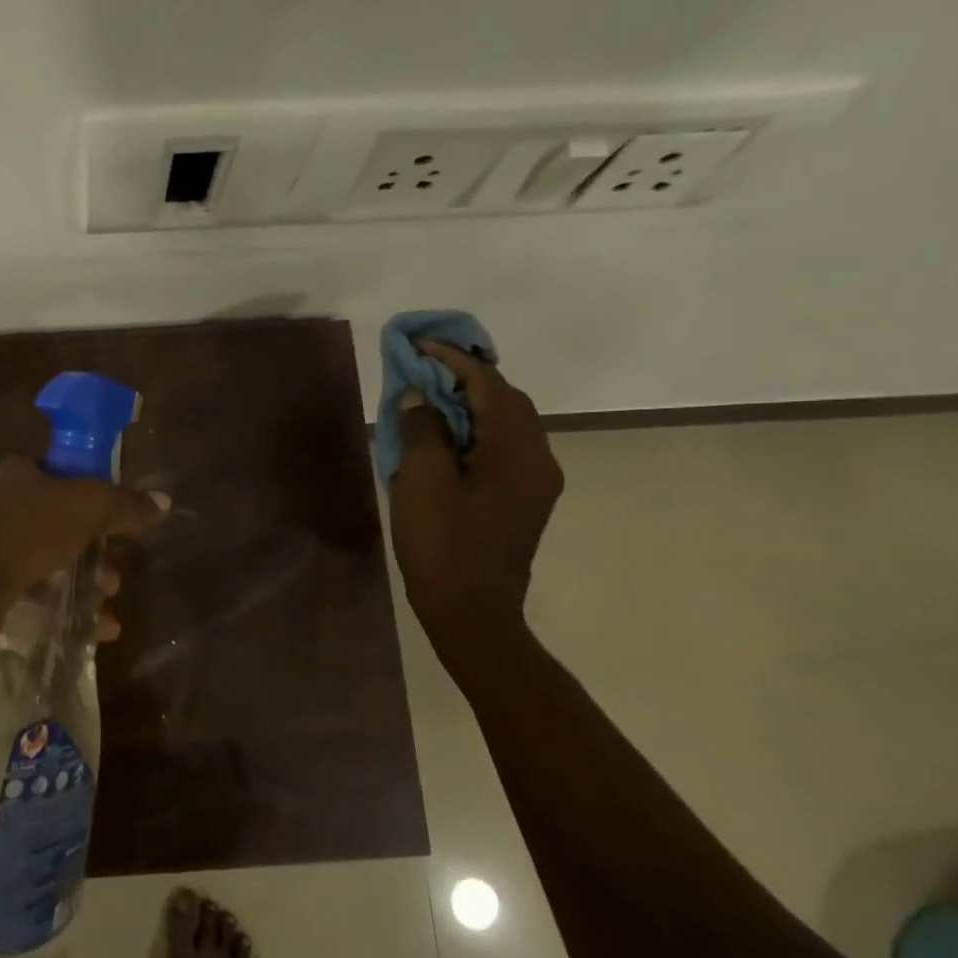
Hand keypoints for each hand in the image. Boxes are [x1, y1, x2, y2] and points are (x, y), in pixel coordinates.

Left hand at [0, 457, 167, 649]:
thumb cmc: (24, 533)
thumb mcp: (86, 508)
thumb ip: (125, 504)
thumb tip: (164, 502)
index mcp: (22, 472)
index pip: (70, 475)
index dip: (102, 497)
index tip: (125, 525)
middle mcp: (6, 504)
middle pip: (66, 523)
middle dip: (99, 550)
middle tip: (118, 571)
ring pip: (55, 560)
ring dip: (87, 582)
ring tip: (109, 603)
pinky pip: (39, 591)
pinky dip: (67, 607)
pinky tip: (93, 630)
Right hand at [389, 341, 562, 633]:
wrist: (472, 612)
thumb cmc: (442, 545)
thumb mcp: (420, 482)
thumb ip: (421, 431)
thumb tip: (418, 398)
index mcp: (517, 450)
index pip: (489, 386)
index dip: (453, 360)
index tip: (421, 345)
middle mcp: (538, 458)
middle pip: (507, 400)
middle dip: (467, 377)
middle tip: (425, 367)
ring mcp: (536, 481)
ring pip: (508, 423)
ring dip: (472, 403)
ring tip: (431, 396)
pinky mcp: (525, 499)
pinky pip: (504, 447)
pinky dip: (477, 429)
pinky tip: (447, 436)